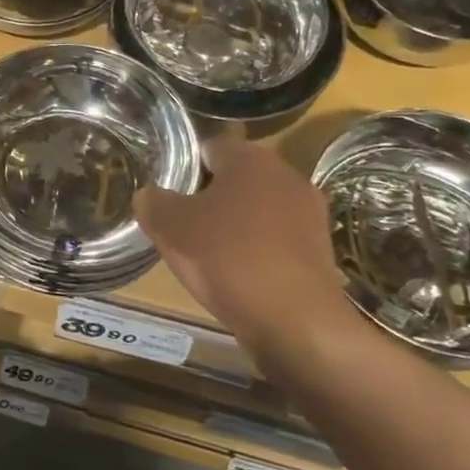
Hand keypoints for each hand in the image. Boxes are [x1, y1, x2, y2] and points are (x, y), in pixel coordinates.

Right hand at [135, 134, 360, 364]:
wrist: (295, 321)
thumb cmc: (227, 258)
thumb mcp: (170, 226)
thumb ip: (153, 202)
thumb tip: (149, 196)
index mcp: (251, 159)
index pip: (210, 147)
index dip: (184, 166)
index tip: (166, 192)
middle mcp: (287, 176)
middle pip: (235, 178)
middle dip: (208, 196)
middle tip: (179, 223)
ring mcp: (309, 215)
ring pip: (257, 210)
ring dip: (233, 224)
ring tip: (205, 253)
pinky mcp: (320, 251)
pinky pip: (275, 240)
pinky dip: (255, 251)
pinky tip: (236, 275)